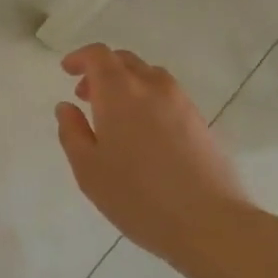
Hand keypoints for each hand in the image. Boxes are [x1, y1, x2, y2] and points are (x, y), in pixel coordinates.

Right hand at [55, 44, 252, 272]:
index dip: (80, 57)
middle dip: (101, 71)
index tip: (67, 70)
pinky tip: (144, 133)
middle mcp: (151, 85)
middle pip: (124, 60)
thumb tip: (67, 107)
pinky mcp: (200, 121)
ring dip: (127, 83)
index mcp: (119, 91)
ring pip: (148, 76)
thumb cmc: (138, 196)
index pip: (98, 55)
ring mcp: (180, 101)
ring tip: (116, 115)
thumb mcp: (88, 169)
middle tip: (87, 96)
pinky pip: (167, 95)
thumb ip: (72, 132)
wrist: (210, 223)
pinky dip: (148, 99)